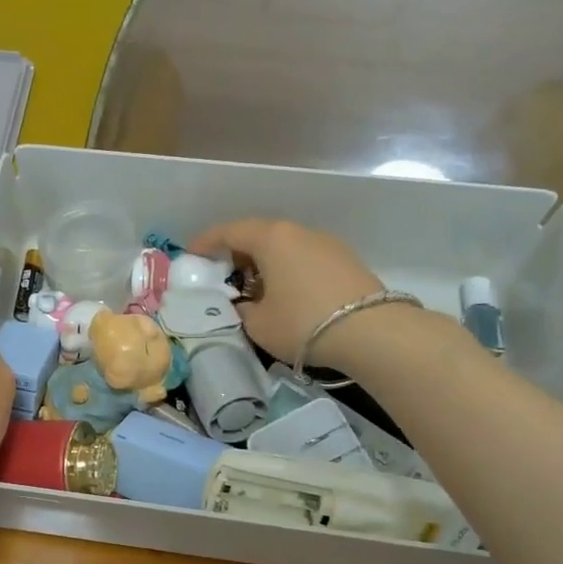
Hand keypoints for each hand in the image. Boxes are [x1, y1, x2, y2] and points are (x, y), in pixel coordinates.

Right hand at [188, 219, 385, 368]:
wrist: (372, 332)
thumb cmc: (302, 322)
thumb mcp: (257, 323)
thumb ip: (240, 309)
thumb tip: (242, 304)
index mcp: (271, 238)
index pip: (228, 231)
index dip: (205, 243)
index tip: (190, 255)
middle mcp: (298, 232)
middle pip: (258, 235)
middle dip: (235, 253)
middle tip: (221, 276)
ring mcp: (325, 244)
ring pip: (284, 247)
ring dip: (263, 263)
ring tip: (253, 290)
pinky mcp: (345, 260)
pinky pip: (304, 258)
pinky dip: (286, 270)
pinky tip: (285, 295)